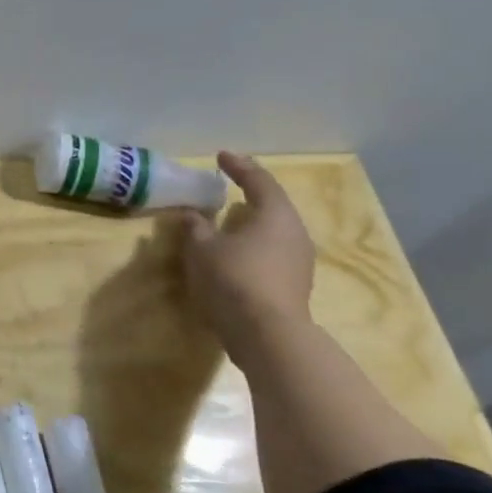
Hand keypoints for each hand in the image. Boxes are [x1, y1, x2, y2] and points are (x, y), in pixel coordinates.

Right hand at [181, 152, 316, 360]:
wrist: (267, 335)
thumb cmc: (234, 279)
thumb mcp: (202, 249)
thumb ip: (196, 227)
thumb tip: (192, 214)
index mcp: (275, 215)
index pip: (259, 181)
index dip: (239, 167)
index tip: (221, 156)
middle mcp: (294, 233)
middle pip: (273, 206)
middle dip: (250, 194)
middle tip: (228, 187)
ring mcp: (299, 262)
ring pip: (273, 232)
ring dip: (251, 223)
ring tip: (228, 222)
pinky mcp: (293, 286)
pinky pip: (271, 254)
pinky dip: (253, 246)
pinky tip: (234, 254)